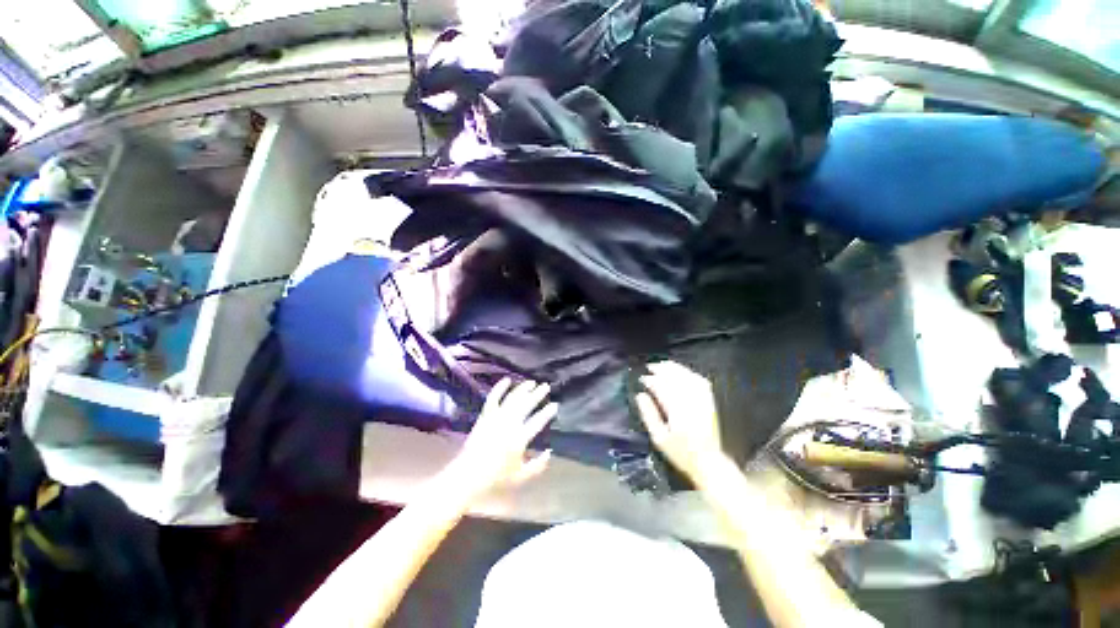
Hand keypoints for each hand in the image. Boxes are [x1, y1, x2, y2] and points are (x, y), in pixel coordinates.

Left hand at [448, 378, 557, 499]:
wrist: (467, 476)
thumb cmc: (496, 478)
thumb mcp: (521, 477)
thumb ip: (538, 465)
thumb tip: (550, 452)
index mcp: (519, 439)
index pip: (537, 421)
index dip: (548, 412)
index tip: (555, 405)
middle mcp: (508, 424)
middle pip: (526, 404)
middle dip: (538, 394)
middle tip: (546, 387)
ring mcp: (495, 418)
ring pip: (512, 398)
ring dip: (523, 388)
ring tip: (532, 382)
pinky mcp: (485, 416)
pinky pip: (493, 398)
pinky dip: (499, 387)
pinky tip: (507, 380)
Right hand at [636, 361, 727, 485]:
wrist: (708, 462)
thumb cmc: (681, 452)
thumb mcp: (659, 438)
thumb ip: (649, 414)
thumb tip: (640, 395)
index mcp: (676, 409)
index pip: (661, 387)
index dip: (650, 380)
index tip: (642, 379)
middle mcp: (690, 400)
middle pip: (675, 378)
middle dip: (661, 370)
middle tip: (650, 367)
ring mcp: (702, 400)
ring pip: (687, 376)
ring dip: (674, 368)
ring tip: (663, 365)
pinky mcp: (709, 401)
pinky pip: (700, 381)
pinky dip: (690, 373)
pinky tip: (683, 372)